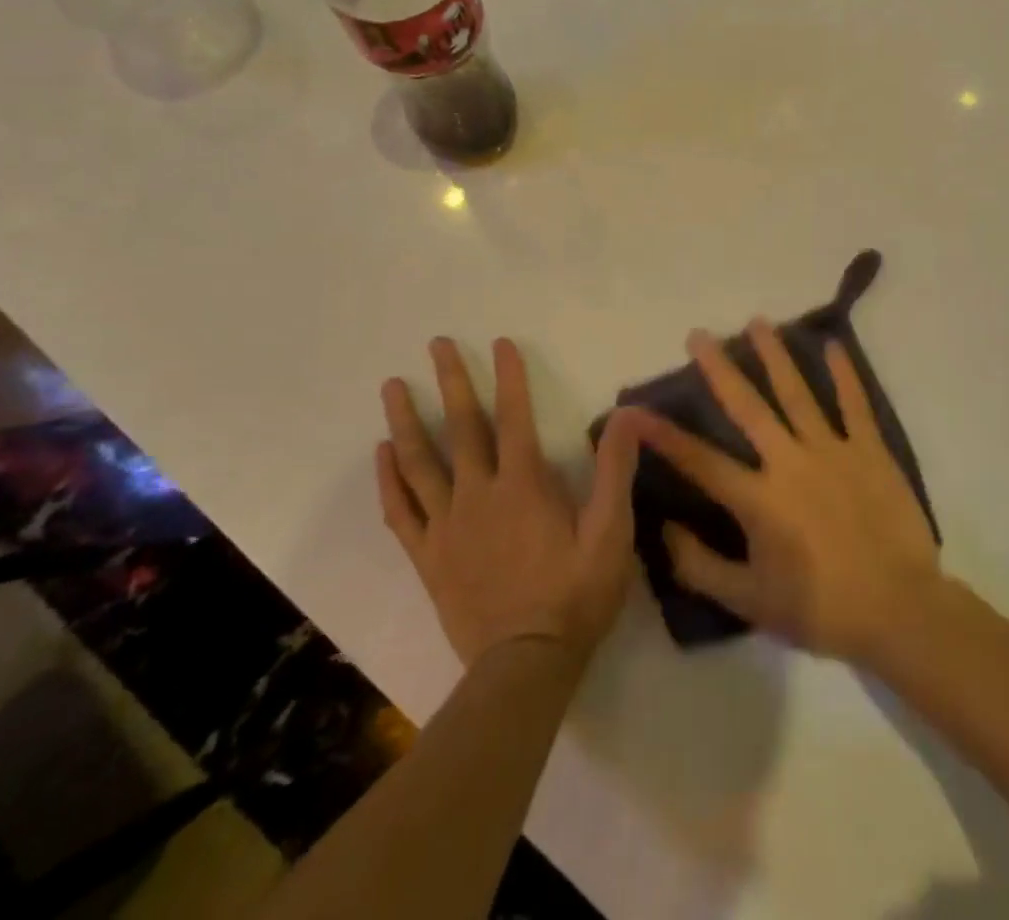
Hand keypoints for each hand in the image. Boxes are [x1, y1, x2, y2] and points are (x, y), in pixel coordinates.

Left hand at [375, 337, 638, 669]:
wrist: (526, 665)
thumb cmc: (576, 595)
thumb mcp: (611, 533)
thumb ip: (616, 471)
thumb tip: (626, 414)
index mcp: (523, 485)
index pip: (515, 416)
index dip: (509, 376)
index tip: (500, 342)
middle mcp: (478, 495)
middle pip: (461, 428)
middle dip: (451, 381)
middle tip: (435, 345)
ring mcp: (447, 526)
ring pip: (420, 463)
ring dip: (406, 420)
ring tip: (392, 386)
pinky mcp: (428, 557)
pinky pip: (401, 511)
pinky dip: (390, 480)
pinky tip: (382, 454)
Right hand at [613, 319, 940, 665]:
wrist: (900, 610)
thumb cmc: (821, 608)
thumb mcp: (750, 602)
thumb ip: (700, 567)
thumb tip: (663, 530)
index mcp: (759, 500)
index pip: (700, 461)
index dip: (665, 435)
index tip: (636, 409)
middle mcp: (790, 462)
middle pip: (749, 407)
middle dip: (720, 369)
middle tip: (699, 334)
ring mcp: (832, 450)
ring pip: (797, 393)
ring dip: (775, 356)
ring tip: (757, 322)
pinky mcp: (870, 450)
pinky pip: (855, 404)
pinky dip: (844, 374)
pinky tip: (832, 345)